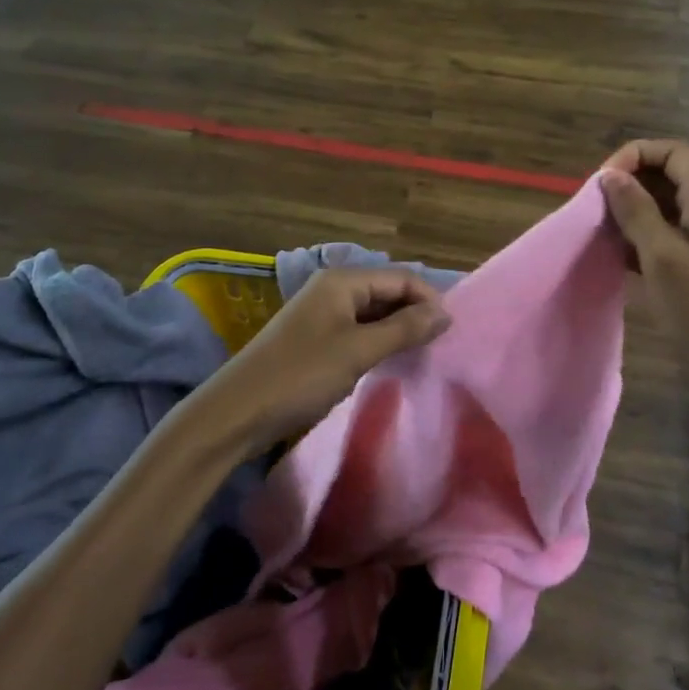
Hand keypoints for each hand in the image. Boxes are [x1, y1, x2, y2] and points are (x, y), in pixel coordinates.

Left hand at [194, 267, 451, 453]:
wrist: (237, 412)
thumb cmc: (301, 376)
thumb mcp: (358, 351)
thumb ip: (404, 329)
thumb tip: (445, 312)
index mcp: (342, 280)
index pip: (400, 277)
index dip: (429, 299)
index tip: (451, 332)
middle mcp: (332, 288)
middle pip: (387, 291)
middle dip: (415, 313)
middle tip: (440, 347)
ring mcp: (322, 313)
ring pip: (373, 312)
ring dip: (398, 329)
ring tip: (422, 355)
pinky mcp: (315, 338)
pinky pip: (358, 329)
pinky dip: (378, 341)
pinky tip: (390, 361)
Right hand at [598, 140, 688, 391]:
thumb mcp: (662, 257)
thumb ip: (636, 211)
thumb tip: (610, 175)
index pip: (672, 152)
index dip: (635, 156)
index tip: (602, 183)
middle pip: (669, 175)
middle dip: (629, 184)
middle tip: (596, 209)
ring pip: (666, 206)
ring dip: (632, 212)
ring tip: (602, 233)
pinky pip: (670, 234)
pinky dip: (643, 237)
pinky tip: (619, 258)